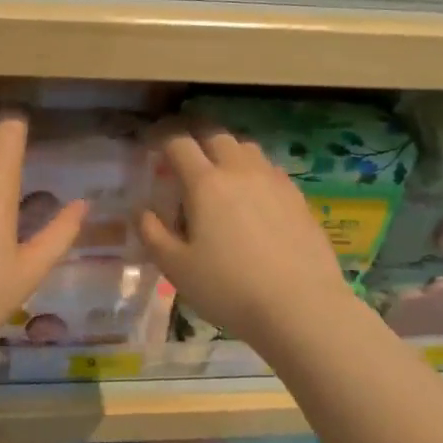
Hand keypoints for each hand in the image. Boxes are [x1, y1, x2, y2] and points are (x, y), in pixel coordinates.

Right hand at [139, 121, 362, 353]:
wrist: (302, 307)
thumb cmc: (229, 288)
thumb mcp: (176, 267)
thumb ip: (152, 233)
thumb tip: (141, 211)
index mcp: (205, 183)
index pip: (179, 142)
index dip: (161, 137)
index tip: (150, 144)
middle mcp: (239, 171)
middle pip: (215, 135)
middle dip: (194, 136)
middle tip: (183, 154)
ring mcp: (273, 181)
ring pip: (246, 147)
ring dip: (226, 150)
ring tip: (218, 171)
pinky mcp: (298, 197)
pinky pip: (269, 169)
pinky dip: (252, 170)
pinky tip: (252, 196)